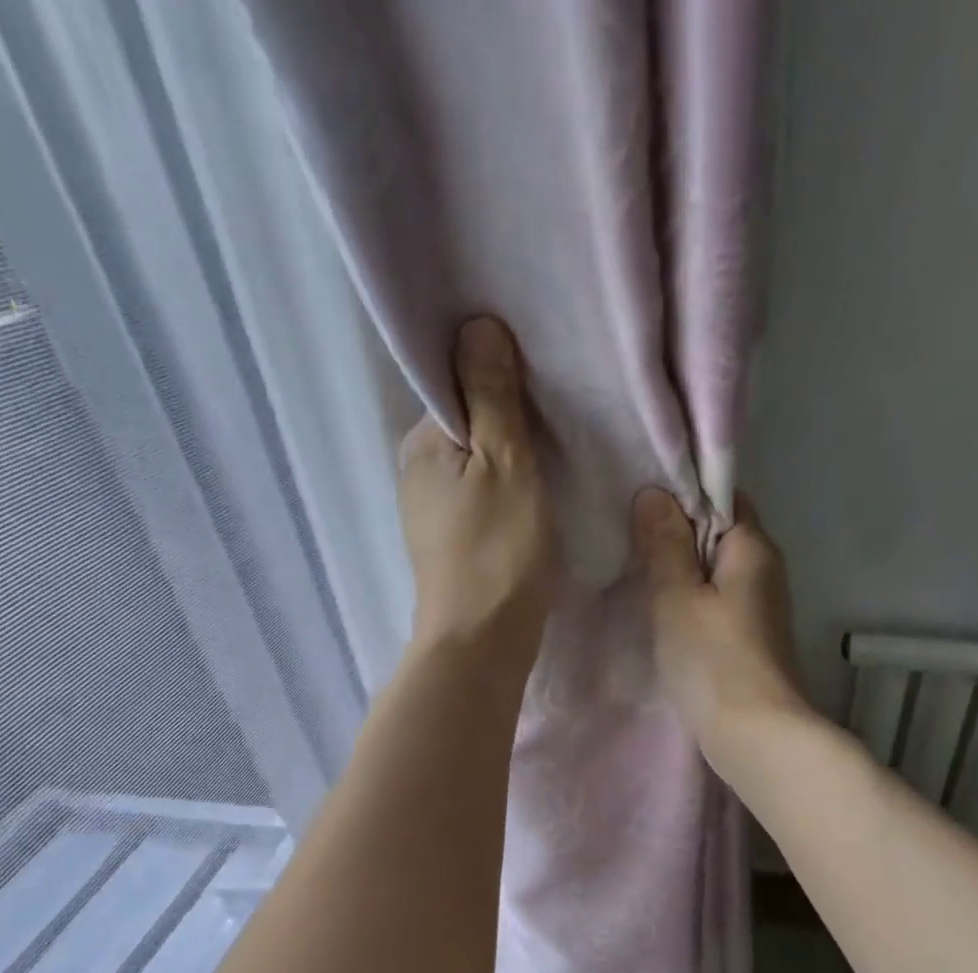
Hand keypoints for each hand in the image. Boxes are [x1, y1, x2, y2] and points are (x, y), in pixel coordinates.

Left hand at [398, 317, 555, 679]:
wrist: (482, 643)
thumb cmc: (497, 551)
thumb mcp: (505, 463)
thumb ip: (491, 396)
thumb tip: (476, 325)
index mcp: (421, 442)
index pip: (455, 384)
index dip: (498, 375)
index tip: (542, 377)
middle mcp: (418, 470)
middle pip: (467, 423)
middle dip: (508, 416)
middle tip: (560, 415)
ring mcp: (433, 511)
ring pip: (478, 463)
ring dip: (512, 456)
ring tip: (556, 452)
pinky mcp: (453, 543)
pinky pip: (483, 496)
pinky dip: (508, 489)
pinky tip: (537, 494)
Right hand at [632, 488, 810, 769]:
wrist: (756, 736)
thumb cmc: (713, 660)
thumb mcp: (677, 597)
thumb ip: (664, 544)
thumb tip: (654, 494)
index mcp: (753, 546)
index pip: (721, 495)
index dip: (682, 494)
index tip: (639, 502)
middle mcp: (764, 568)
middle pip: (717, 534)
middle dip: (675, 534)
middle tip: (627, 539)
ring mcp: (759, 607)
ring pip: (714, 571)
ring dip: (680, 571)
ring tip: (636, 573)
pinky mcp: (749, 638)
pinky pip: (715, 602)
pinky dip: (690, 602)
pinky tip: (661, 613)